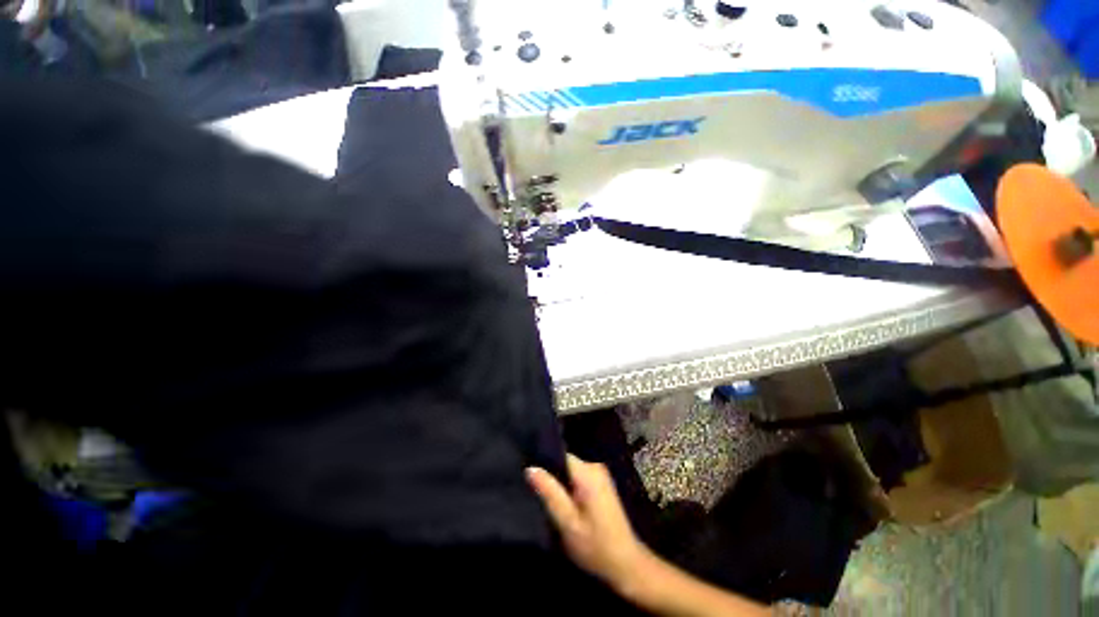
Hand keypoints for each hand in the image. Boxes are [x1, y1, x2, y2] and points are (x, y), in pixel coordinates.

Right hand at [526, 454, 651, 591]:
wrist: (626, 565)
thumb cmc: (596, 546)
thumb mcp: (567, 522)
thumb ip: (550, 493)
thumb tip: (530, 468)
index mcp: (588, 472)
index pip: (560, 455)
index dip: (543, 463)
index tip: (526, 474)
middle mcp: (595, 467)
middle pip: (565, 463)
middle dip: (550, 476)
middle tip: (532, 491)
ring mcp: (600, 476)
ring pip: (570, 472)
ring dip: (559, 485)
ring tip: (542, 499)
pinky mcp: (601, 486)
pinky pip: (578, 479)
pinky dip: (568, 489)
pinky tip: (560, 504)